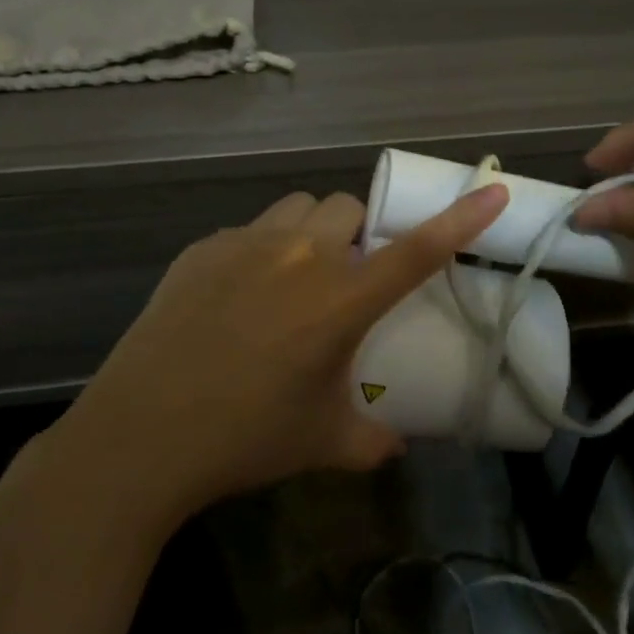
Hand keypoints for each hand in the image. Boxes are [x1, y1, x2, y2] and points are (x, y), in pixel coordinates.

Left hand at [63, 182, 510, 521]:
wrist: (141, 434)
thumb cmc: (244, 439)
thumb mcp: (320, 442)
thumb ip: (370, 440)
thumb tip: (395, 444)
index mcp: (338, 300)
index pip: (415, 250)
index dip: (460, 219)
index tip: (492, 189)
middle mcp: (298, 256)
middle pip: (348, 208)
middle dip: (358, 233)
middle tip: (347, 277)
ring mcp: (245, 244)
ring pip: (298, 208)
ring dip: (312, 231)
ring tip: (295, 277)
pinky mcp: (203, 247)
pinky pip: (250, 230)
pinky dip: (262, 249)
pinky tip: (239, 296)